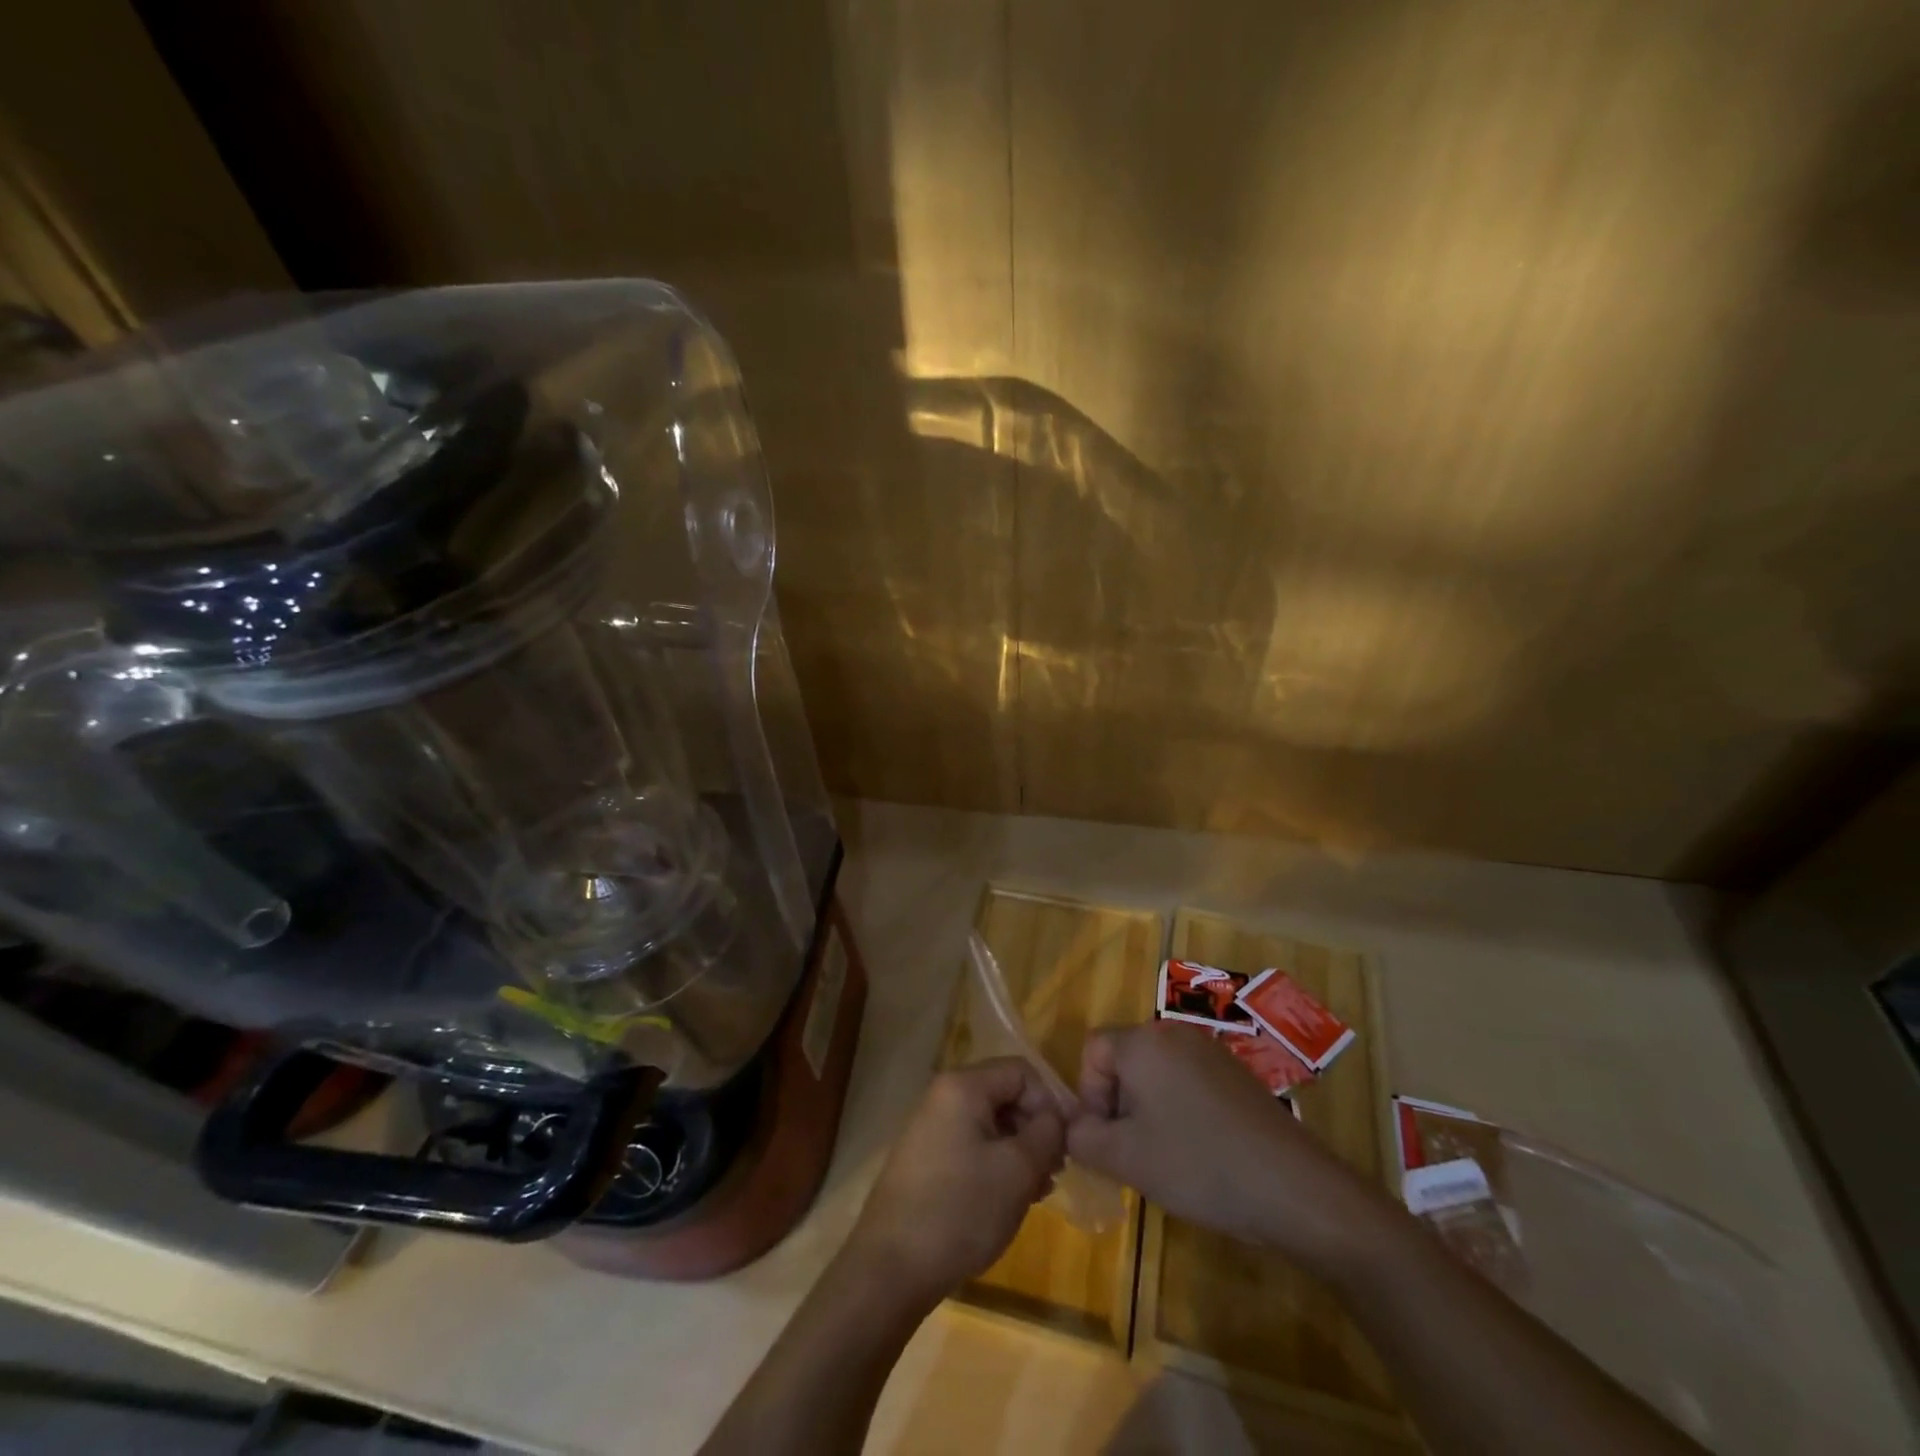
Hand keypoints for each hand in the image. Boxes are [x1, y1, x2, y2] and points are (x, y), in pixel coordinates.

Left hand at [848, 1059, 1065, 1304]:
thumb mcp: (1017, 1170)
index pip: (1021, 1072)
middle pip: (1004, 1096)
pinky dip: (996, 1166)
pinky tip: (1009, 1200)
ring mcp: (931, 1128)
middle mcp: (943, 1096)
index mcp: (963, 1086)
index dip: (1050, 1102)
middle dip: (1035, 1130)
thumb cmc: (961, 1209)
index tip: (1066, 1144)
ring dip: (1019, 1152)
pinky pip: (971, 1147)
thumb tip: (1056, 1117)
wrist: (891, 1268)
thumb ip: (1046, 1133)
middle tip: (1054, 1173)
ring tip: (1037, 1193)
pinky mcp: (926, 1160)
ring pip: (990, 1125)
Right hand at [1066, 1021, 1391, 1271]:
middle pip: (1125, 1060)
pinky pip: (1189, 1083)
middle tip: (1134, 1153)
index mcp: (1144, 1042)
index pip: (1093, 1051)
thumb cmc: (1198, 1165)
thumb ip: (1082, 1138)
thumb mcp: (1125, 1158)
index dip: (1089, 1095)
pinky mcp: (1237, 1074)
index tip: (1107, 1138)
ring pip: (1157, 1073)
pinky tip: (1201, 1154)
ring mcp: (1211, 1051)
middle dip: (1119, 1105)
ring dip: (1149, 1110)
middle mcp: (1175, 1033)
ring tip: (1167, 1158)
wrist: (1293, 1188)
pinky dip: (1180, 1111)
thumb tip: (1074, 1128)